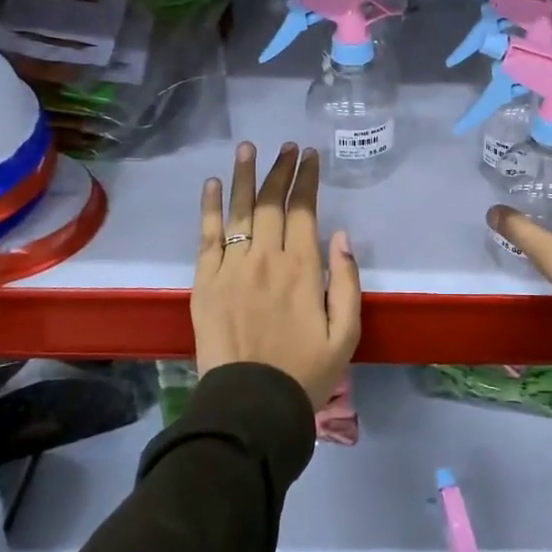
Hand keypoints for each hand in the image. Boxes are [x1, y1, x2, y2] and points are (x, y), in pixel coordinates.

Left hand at [193, 141, 360, 407]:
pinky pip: (207, 236)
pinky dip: (210, 208)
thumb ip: (346, 282)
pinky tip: (213, 184)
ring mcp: (231, 268)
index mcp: (303, 269)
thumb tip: (340, 236)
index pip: (303, 210)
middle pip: (271, 203)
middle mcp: (266, 259)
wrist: (250, 405)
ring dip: (244, 175)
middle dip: (280, 170)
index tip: (309, 155)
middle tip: (286, 147)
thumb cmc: (305, 372)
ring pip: (239, 211)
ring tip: (248, 147)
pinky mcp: (205, 282)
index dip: (306, 179)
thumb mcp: (346, 333)